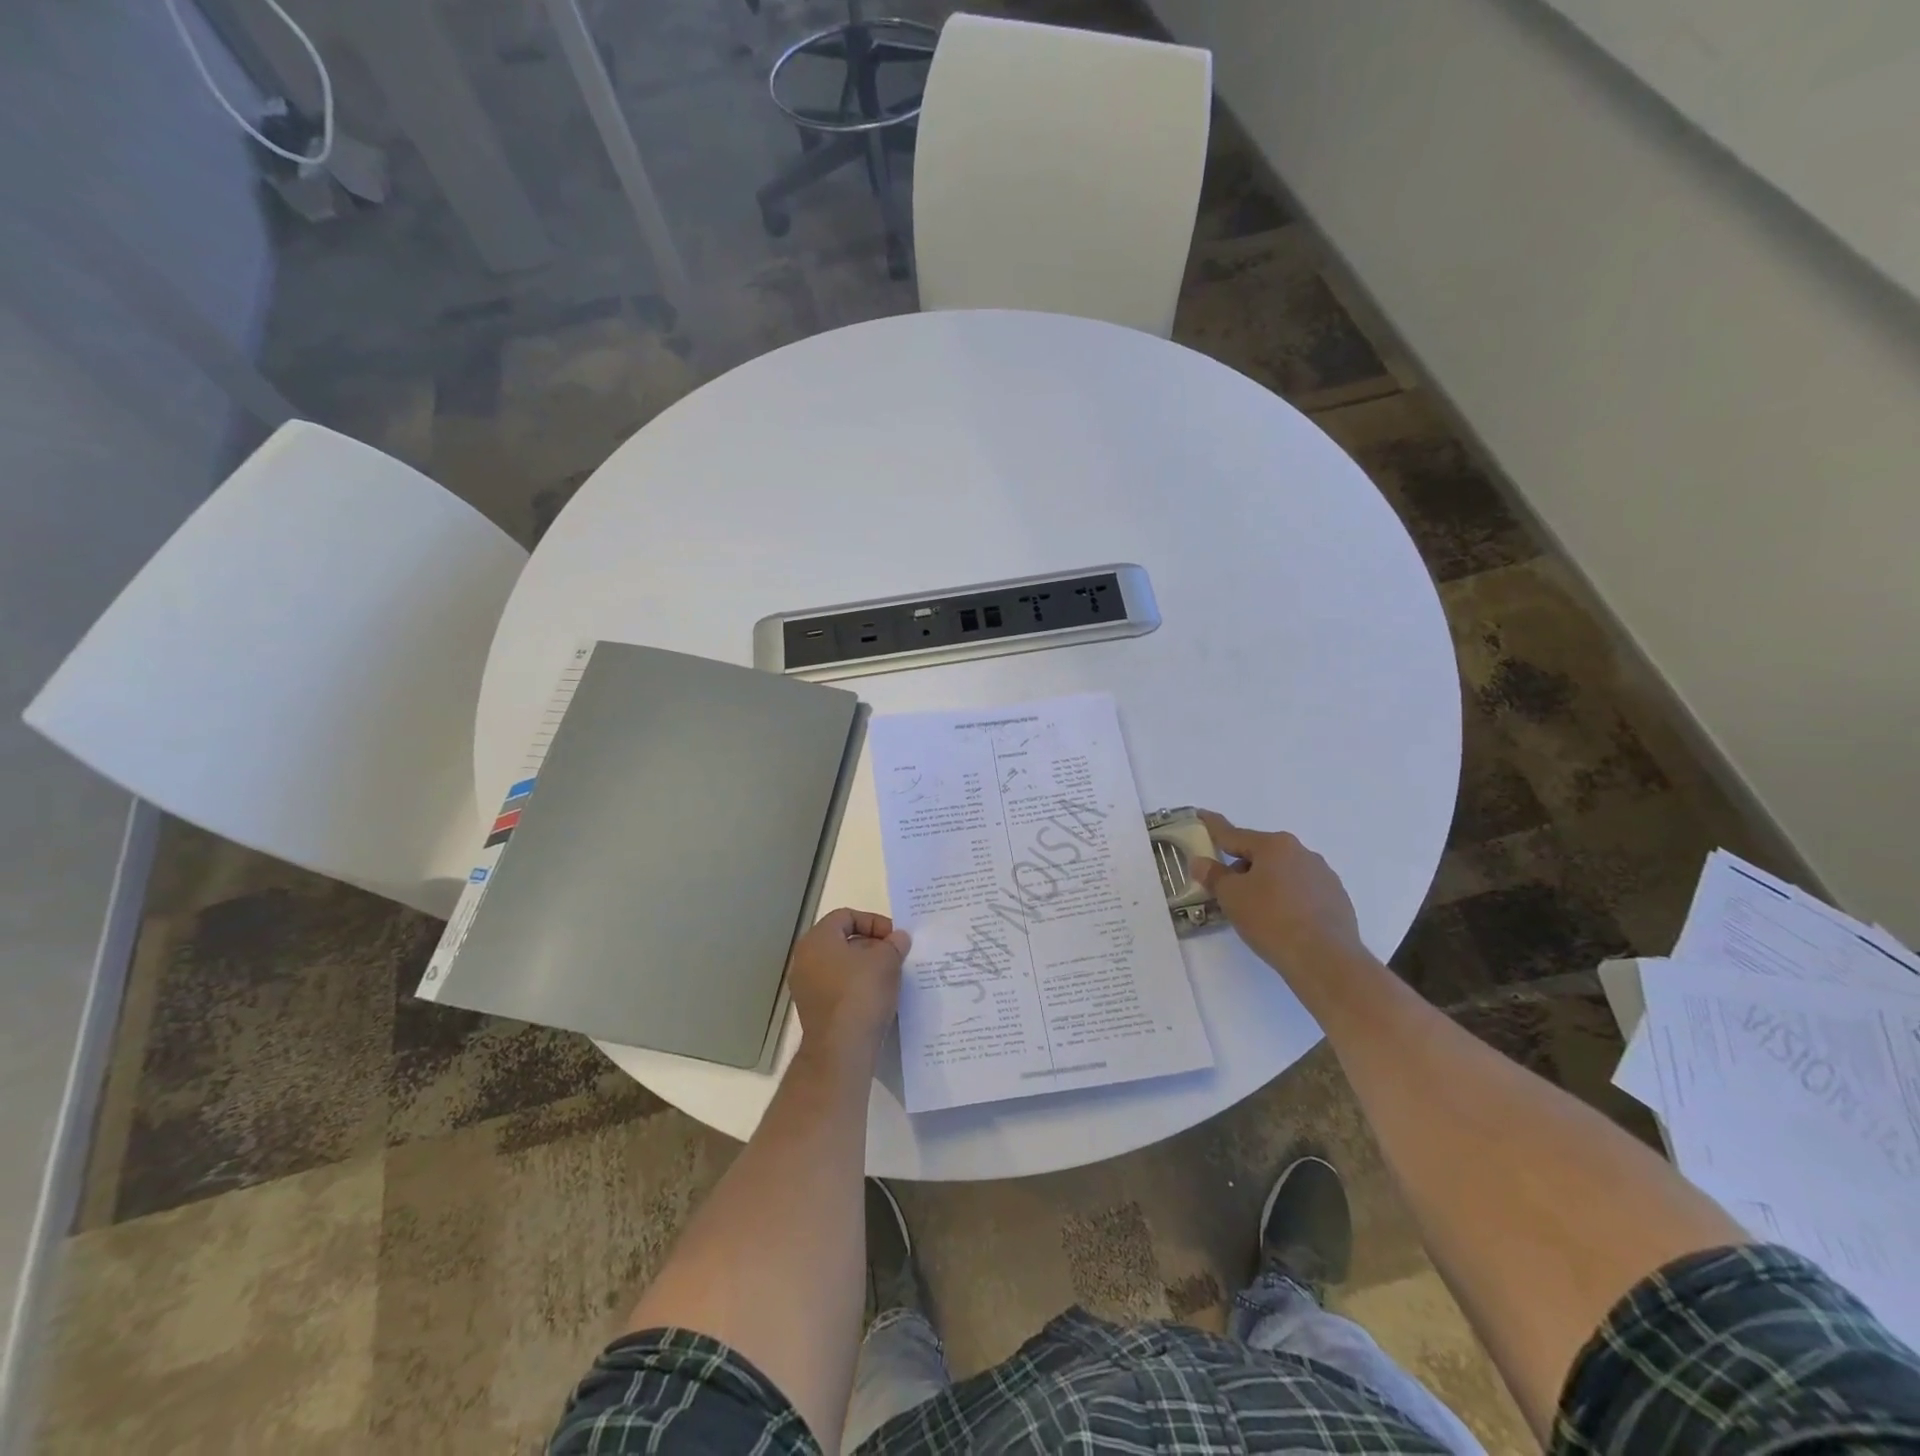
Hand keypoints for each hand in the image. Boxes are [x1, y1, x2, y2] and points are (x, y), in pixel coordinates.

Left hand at [788, 908, 910, 1065]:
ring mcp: (806, 987)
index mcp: (817, 939)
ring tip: (891, 977)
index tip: (894, 938)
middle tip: (896, 956)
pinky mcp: (814, 1011)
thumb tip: (899, 938)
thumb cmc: (861, 993)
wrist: (841, 1049)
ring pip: (841, 966)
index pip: (846, 916)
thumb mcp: (886, 961)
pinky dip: (858, 988)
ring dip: (867, 968)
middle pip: (842, 941)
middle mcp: (805, 959)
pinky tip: (879, 998)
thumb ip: (894, 944)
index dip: (874, 922)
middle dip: (872, 945)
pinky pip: (838, 988)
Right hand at [1189, 812, 1367, 973]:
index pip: (1234, 833)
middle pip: (1261, 854)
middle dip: (1241, 867)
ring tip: (1256, 911)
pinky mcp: (1337, 899)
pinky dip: (1287, 899)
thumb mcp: (1231, 897)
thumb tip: (1201, 861)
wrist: (1326, 960)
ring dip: (1266, 883)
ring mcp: (1324, 875)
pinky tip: (1283, 922)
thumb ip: (1214, 875)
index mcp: (1274, 845)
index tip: (1201, 815)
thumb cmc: (1271, 920)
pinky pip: (1302, 891)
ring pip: (1283, 873)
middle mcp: (1302, 852)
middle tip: (1226, 891)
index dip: (1213, 826)